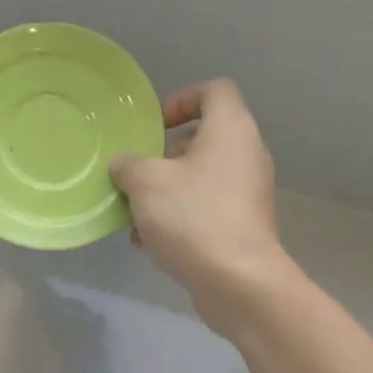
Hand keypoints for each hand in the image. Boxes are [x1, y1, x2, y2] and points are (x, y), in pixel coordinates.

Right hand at [110, 79, 291, 335]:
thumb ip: (128, 165)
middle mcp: (247, 155)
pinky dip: (180, 217)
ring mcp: (248, 193)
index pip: (214, 91)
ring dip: (166, 192)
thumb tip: (123, 164)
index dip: (182, 100)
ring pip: (201, 179)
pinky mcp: (244, 226)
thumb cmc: (192, 217)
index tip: (154, 127)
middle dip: (164, 157)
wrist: (237, 280)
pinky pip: (207, 209)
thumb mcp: (145, 183)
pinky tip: (151, 242)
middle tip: (136, 176)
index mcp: (230, 130)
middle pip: (203, 140)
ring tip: (135, 216)